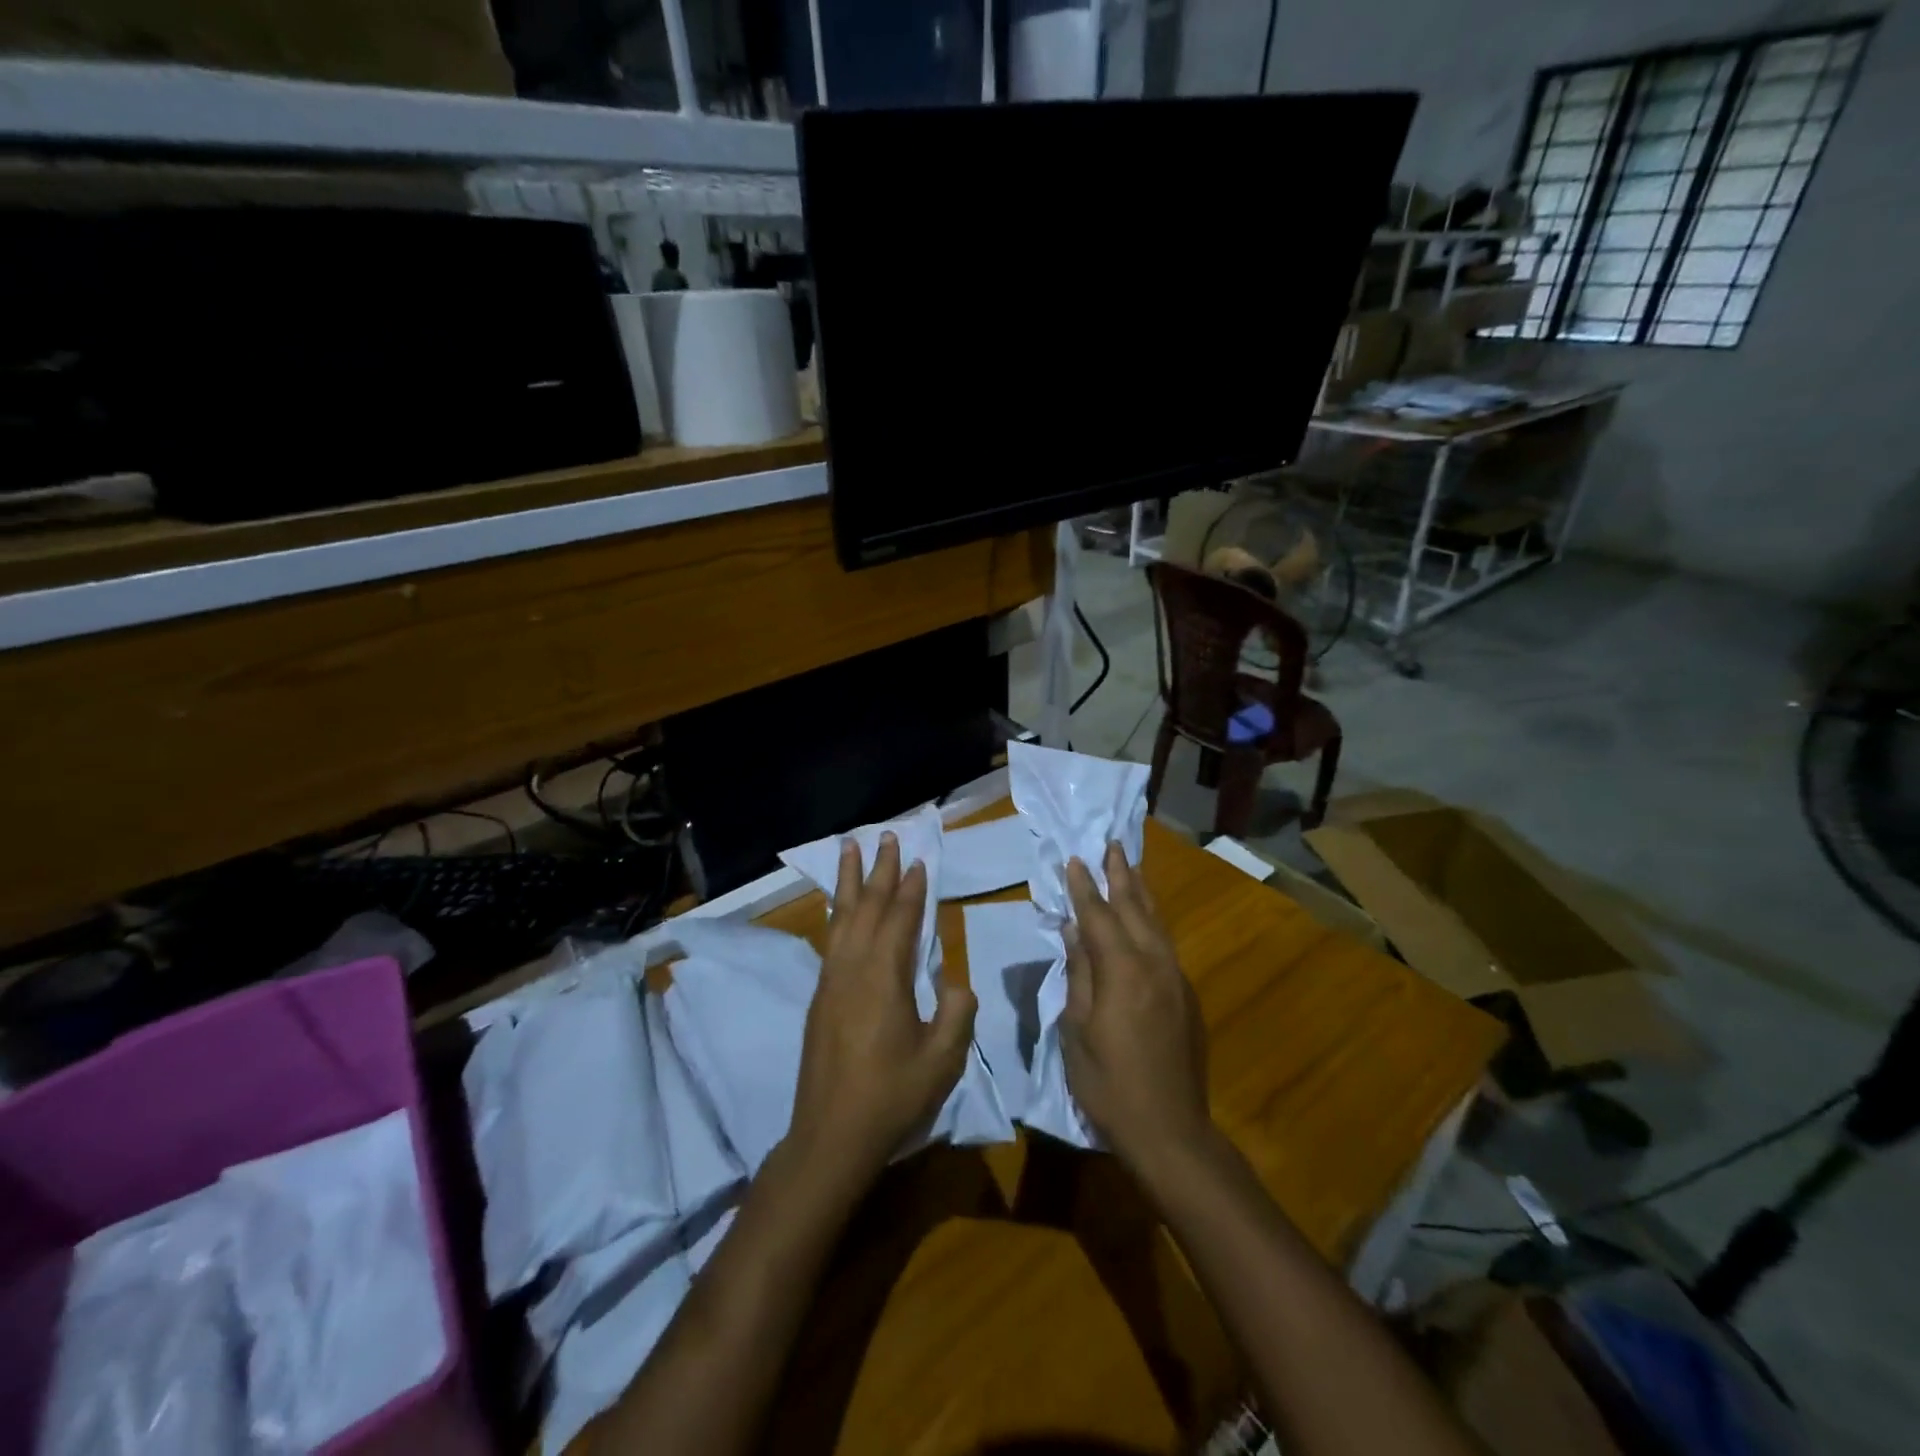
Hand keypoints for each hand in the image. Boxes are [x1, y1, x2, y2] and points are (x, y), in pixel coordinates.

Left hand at [787, 833, 975, 1183]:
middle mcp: (853, 968)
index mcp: (884, 977)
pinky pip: (831, 938)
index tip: (918, 860)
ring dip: (849, 881)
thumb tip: (955, 983)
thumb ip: (957, 1012)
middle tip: (885, 836)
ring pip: (841, 917)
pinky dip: (837, 912)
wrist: (831, 1136)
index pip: (901, 919)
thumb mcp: (942, 1059)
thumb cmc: (892, 1097)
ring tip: (850, 850)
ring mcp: (830, 981)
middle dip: (879, 870)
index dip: (912, 888)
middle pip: (867, 907)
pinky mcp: (819, 997)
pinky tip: (840, 908)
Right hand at [1062, 842, 1212, 1178]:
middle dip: (1122, 875)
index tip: (1075, 859)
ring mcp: (1176, 979)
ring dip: (1142, 892)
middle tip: (1112, 844)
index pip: (1099, 916)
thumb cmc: (1109, 1083)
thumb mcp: (1077, 1030)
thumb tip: (1075, 932)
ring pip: (1157, 923)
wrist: (1170, 1130)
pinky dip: (1152, 922)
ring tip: (1131, 868)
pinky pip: (1166, 945)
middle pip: (1136, 908)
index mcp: (1122, 971)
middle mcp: (1154, 964)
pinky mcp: (1187, 997)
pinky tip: (1146, 920)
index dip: (1085, 887)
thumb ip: (1078, 975)